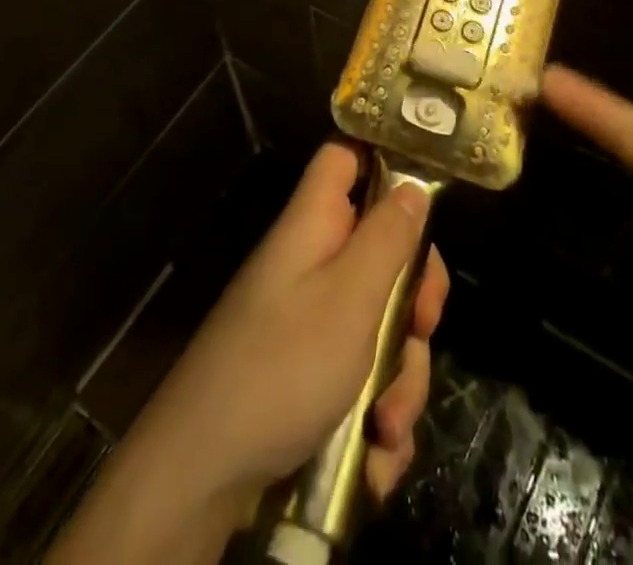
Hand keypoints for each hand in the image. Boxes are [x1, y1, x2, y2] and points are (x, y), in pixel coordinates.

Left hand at [133, 142, 449, 511]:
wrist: (203, 475)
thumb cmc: (283, 366)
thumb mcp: (350, 296)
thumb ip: (389, 237)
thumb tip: (415, 185)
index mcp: (315, 224)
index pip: (346, 158)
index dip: (385, 159)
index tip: (429, 193)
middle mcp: (314, 265)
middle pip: (383, 251)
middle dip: (413, 301)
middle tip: (422, 329)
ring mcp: (311, 323)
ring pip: (382, 326)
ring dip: (400, 379)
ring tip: (386, 425)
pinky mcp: (312, 377)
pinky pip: (364, 379)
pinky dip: (377, 417)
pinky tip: (374, 458)